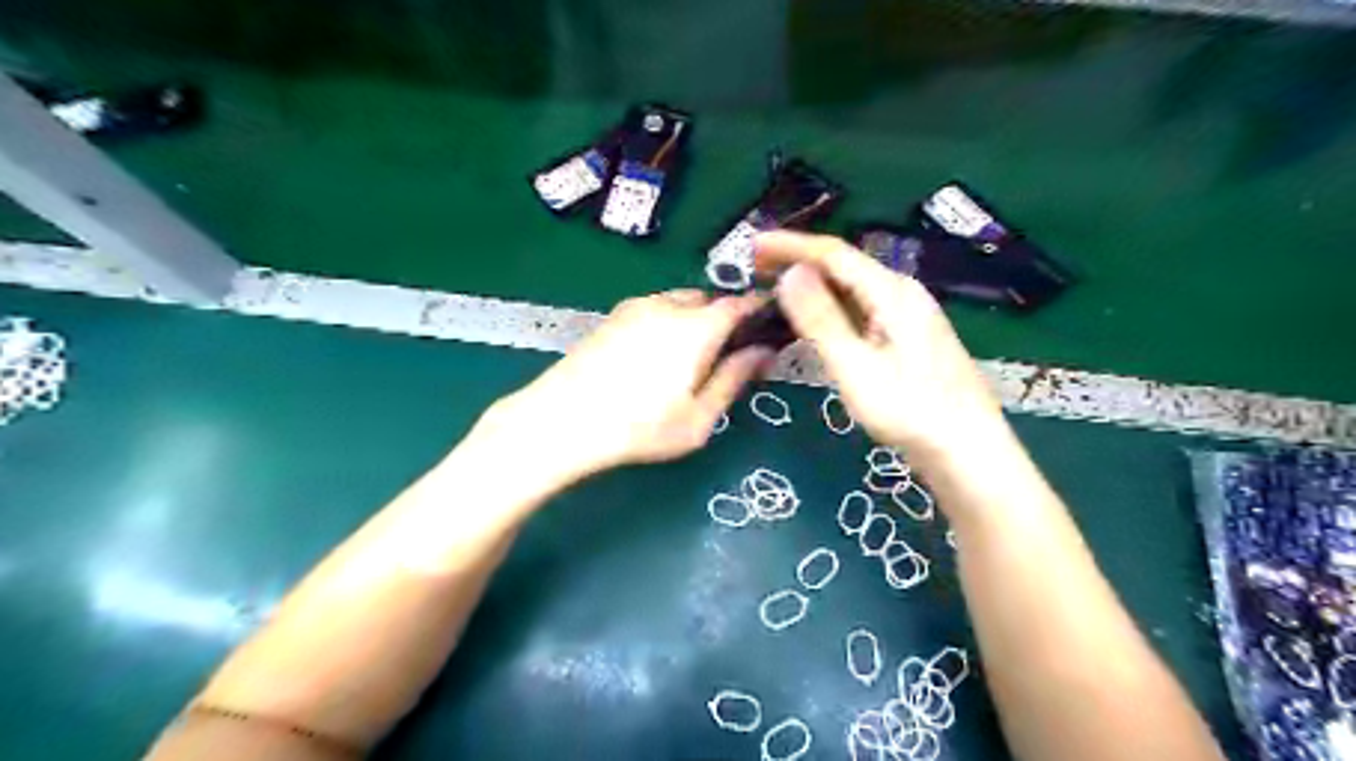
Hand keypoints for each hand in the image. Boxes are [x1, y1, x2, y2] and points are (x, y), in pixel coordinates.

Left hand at [485, 288, 773, 483]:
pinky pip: (653, 309)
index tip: (769, 328)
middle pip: (709, 300)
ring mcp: (635, 307)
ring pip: (679, 302)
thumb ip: (734, 379)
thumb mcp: (699, 418)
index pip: (740, 304)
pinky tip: (655, 357)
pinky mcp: (612, 316)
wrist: (562, 420)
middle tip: (726, 355)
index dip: (758, 311)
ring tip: (688, 359)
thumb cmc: (640, 427)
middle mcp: (668, 305)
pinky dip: (667, 323)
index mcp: (697, 327)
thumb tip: (762, 352)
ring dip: (694, 320)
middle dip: (724, 319)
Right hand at [757, 229, 1010, 458]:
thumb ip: (821, 319)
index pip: (834, 254)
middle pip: (844, 266)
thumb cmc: (910, 410)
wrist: (968, 450)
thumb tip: (790, 274)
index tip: (753, 245)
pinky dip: (830, 306)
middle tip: (757, 269)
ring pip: (852, 287)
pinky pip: (861, 308)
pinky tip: (815, 319)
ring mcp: (908, 315)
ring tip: (776, 289)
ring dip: (813, 284)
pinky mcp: (908, 337)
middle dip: (798, 261)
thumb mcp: (856, 366)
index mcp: (892, 292)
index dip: (790, 245)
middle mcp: (902, 294)